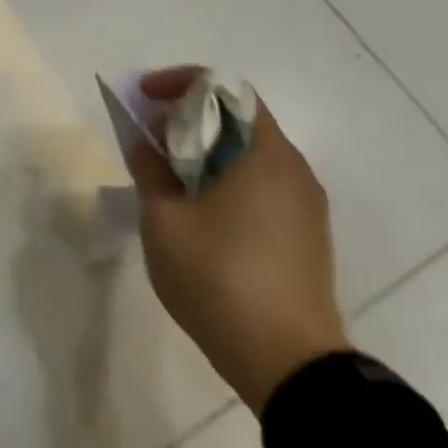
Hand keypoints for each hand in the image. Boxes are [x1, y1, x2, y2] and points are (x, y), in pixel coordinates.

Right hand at [122, 68, 350, 414]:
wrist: (288, 364)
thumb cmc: (219, 278)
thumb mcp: (164, 220)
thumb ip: (150, 170)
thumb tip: (143, 143)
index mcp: (264, 155)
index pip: (224, 89)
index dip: (178, 83)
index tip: (143, 98)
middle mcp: (293, 170)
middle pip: (237, 119)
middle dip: (186, 117)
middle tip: (146, 137)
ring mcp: (304, 206)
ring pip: (248, 154)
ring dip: (203, 150)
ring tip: (163, 174)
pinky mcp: (304, 236)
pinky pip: (259, 185)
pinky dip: (223, 179)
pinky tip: (194, 210)